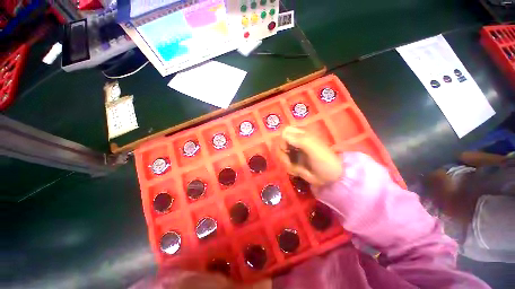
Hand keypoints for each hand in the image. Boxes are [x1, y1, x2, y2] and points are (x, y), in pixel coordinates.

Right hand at [276, 127, 342, 185]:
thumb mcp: (313, 147)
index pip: (285, 132)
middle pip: (280, 144)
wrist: (330, 177)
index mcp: (301, 134)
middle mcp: (295, 142)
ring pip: (280, 154)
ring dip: (286, 162)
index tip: (286, 148)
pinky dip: (289, 168)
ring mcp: (293, 152)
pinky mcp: (293, 162)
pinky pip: (284, 163)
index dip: (283, 139)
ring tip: (296, 168)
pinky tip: (298, 171)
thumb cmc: (324, 159)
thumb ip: (299, 139)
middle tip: (290, 161)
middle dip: (283, 154)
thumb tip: (283, 135)